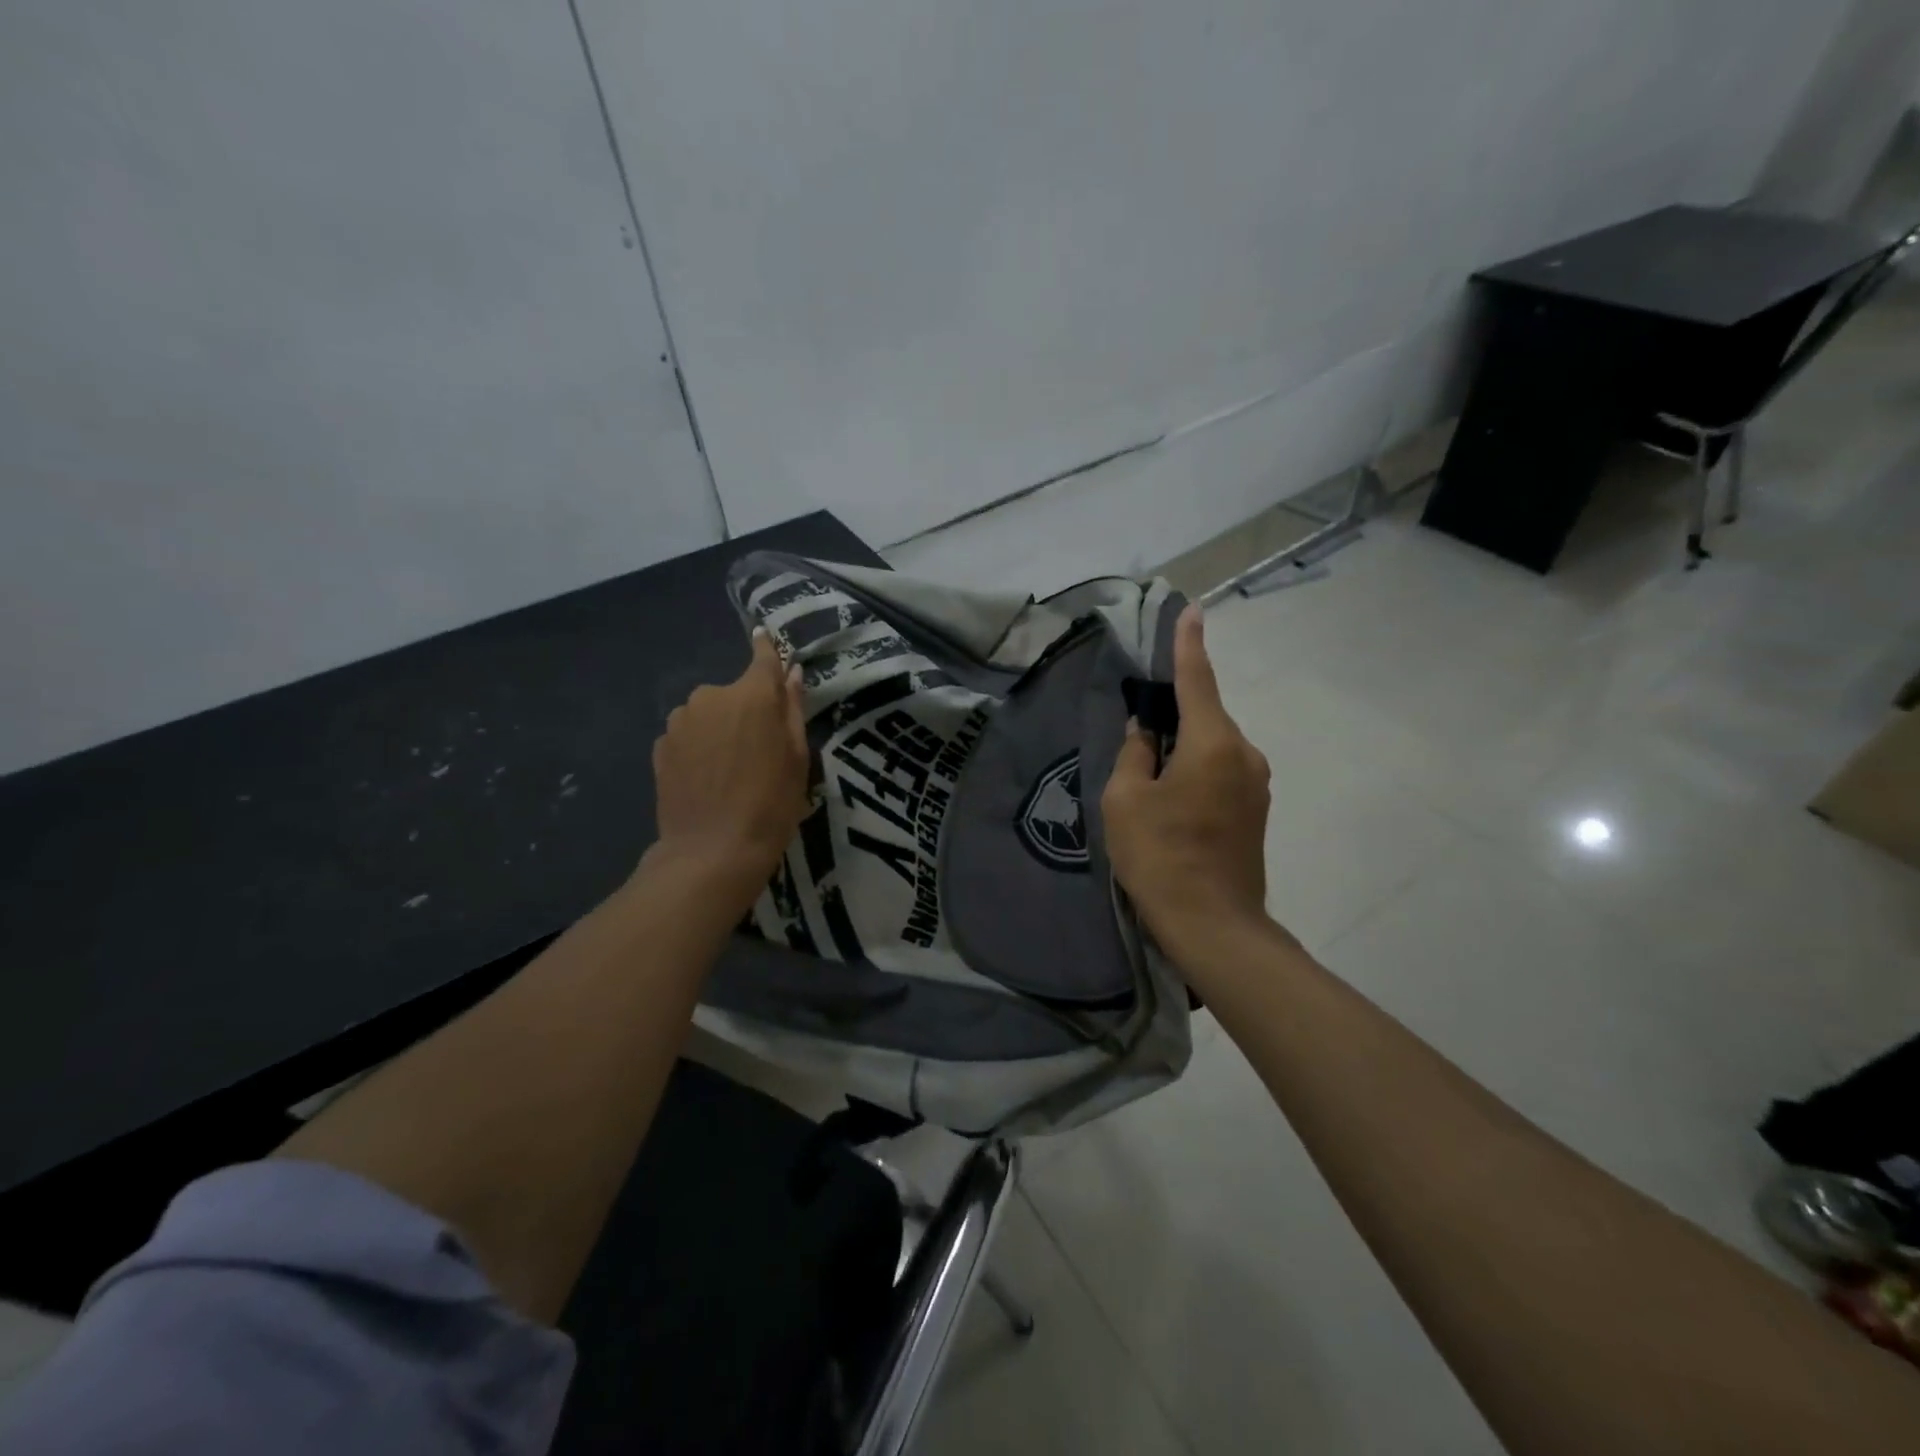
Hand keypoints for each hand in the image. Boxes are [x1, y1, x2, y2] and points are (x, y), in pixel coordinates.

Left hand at [647, 628, 810, 906]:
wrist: (712, 851)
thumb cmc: (770, 804)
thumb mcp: (796, 757)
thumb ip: (792, 708)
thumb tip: (791, 672)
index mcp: (751, 695)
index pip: (762, 657)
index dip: (767, 649)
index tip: (765, 637)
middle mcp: (711, 697)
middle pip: (734, 693)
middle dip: (747, 709)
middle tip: (760, 747)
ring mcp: (680, 721)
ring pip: (708, 713)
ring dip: (720, 728)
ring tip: (731, 768)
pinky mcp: (661, 746)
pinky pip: (688, 735)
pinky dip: (699, 746)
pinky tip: (707, 777)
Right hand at [1103, 605, 1273, 954]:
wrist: (1214, 924)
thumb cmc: (1161, 856)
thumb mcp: (1126, 800)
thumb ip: (1135, 754)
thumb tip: (1146, 732)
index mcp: (1212, 743)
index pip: (1197, 680)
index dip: (1188, 644)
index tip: (1191, 611)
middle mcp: (1244, 753)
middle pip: (1205, 716)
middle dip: (1175, 712)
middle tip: (1139, 727)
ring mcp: (1256, 783)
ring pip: (1213, 745)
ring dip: (1184, 746)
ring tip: (1150, 776)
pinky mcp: (1256, 809)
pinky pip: (1222, 769)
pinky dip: (1197, 768)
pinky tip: (1173, 799)